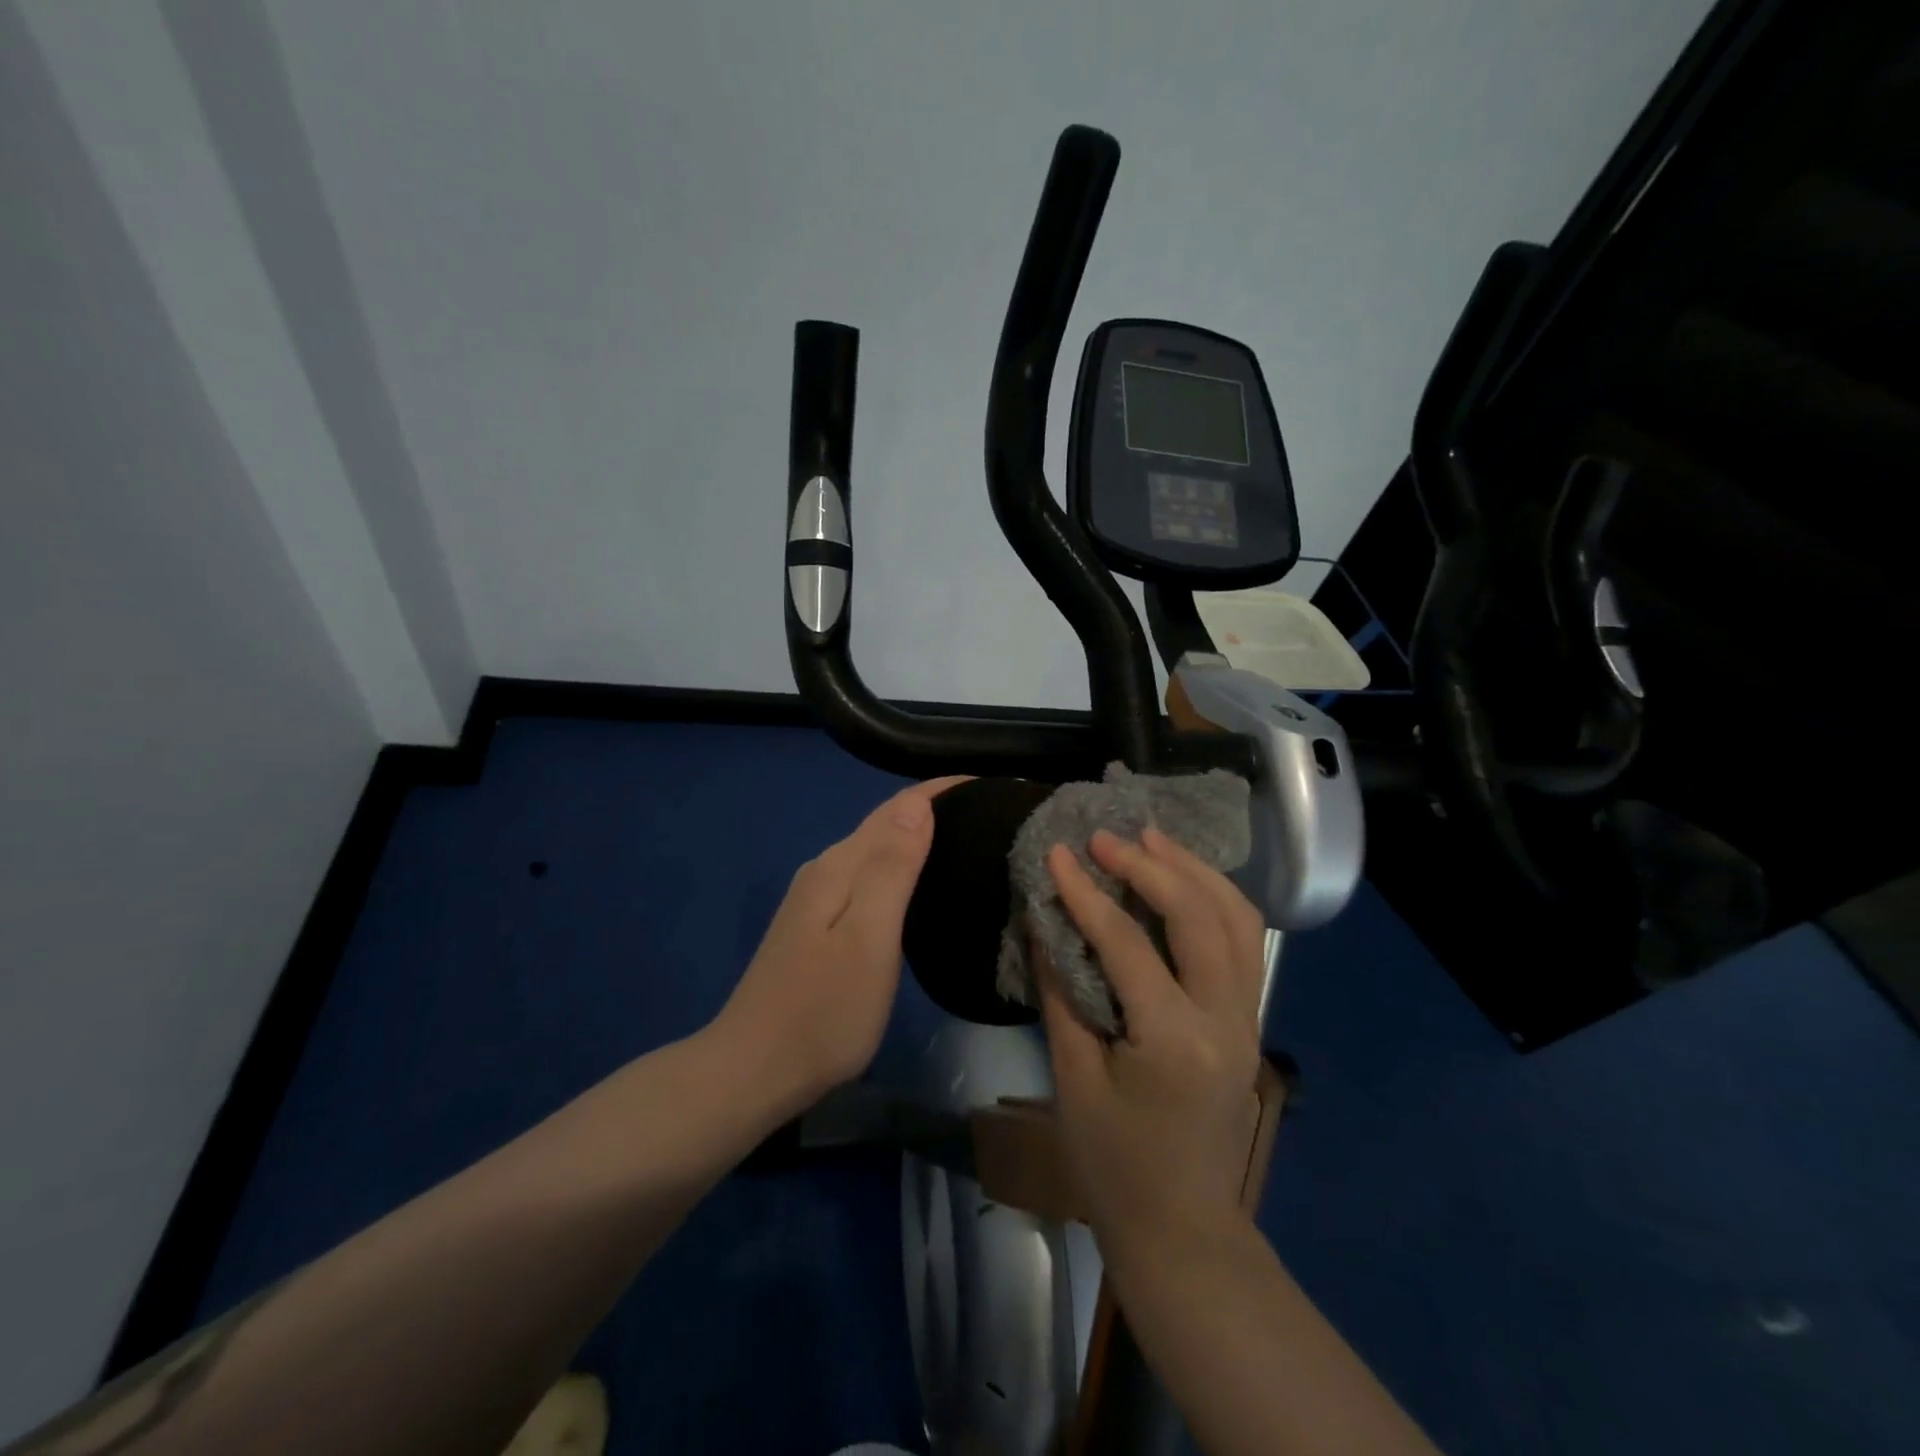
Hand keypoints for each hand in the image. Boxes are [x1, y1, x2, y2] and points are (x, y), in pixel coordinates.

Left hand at [717, 777, 967, 1108]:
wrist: (753, 1071)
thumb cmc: (823, 1011)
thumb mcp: (868, 939)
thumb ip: (890, 868)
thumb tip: (917, 804)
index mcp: (839, 866)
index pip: (897, 808)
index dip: (941, 790)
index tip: (988, 786)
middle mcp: (824, 871)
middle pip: (884, 823)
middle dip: (932, 808)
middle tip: (987, 813)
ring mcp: (816, 899)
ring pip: (874, 850)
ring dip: (916, 836)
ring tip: (964, 841)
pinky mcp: (816, 926)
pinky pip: (866, 876)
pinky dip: (898, 866)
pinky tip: (918, 885)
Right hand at [1038, 826, 1267, 1264]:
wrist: (1182, 1229)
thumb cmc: (1114, 1163)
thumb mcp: (1073, 1078)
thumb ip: (1060, 991)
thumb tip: (1043, 920)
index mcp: (1174, 1039)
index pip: (1126, 942)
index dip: (1086, 893)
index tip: (1057, 853)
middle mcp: (1225, 1018)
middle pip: (1197, 915)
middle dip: (1149, 865)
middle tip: (1105, 837)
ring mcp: (1248, 1018)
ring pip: (1236, 919)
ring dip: (1193, 870)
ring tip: (1151, 837)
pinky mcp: (1249, 1019)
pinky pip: (1242, 941)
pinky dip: (1214, 898)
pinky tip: (1183, 880)